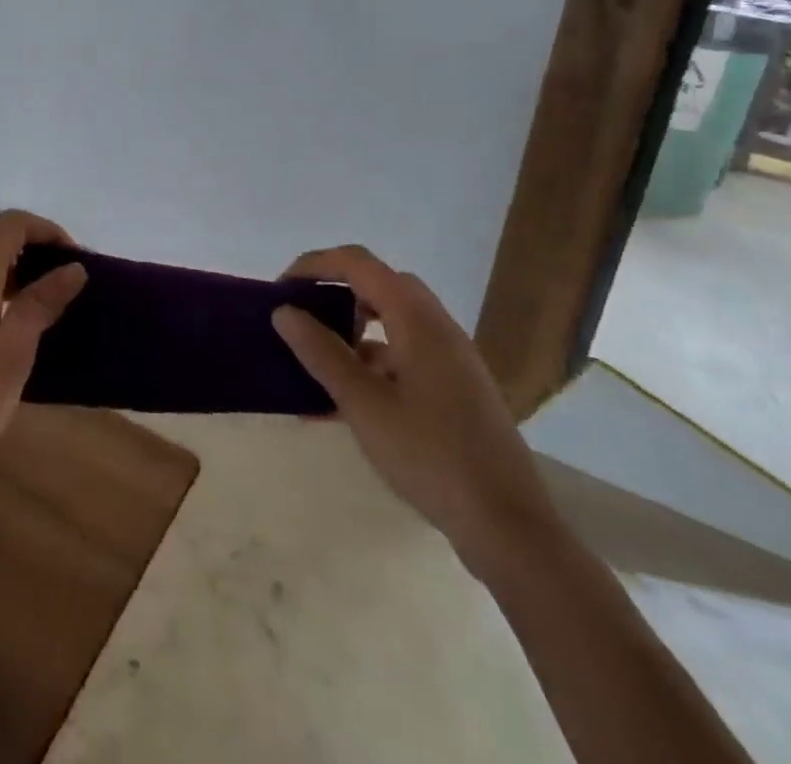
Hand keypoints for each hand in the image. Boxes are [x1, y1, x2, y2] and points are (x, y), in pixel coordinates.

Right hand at [271, 246, 559, 578]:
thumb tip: (284, 312)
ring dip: (353, 328)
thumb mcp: (363, 404)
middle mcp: (437, 326)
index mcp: (416, 318)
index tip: (281, 290)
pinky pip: (406, 352)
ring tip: (318, 361)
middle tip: (302, 318)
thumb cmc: (430, 455)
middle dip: (335, 292)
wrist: (509, 526)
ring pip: (393, 319)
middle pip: (378, 284)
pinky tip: (347, 400)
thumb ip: (321, 352)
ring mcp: (451, 357)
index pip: (358, 263)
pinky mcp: (457, 387)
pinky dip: (374, 360)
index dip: (314, 265)